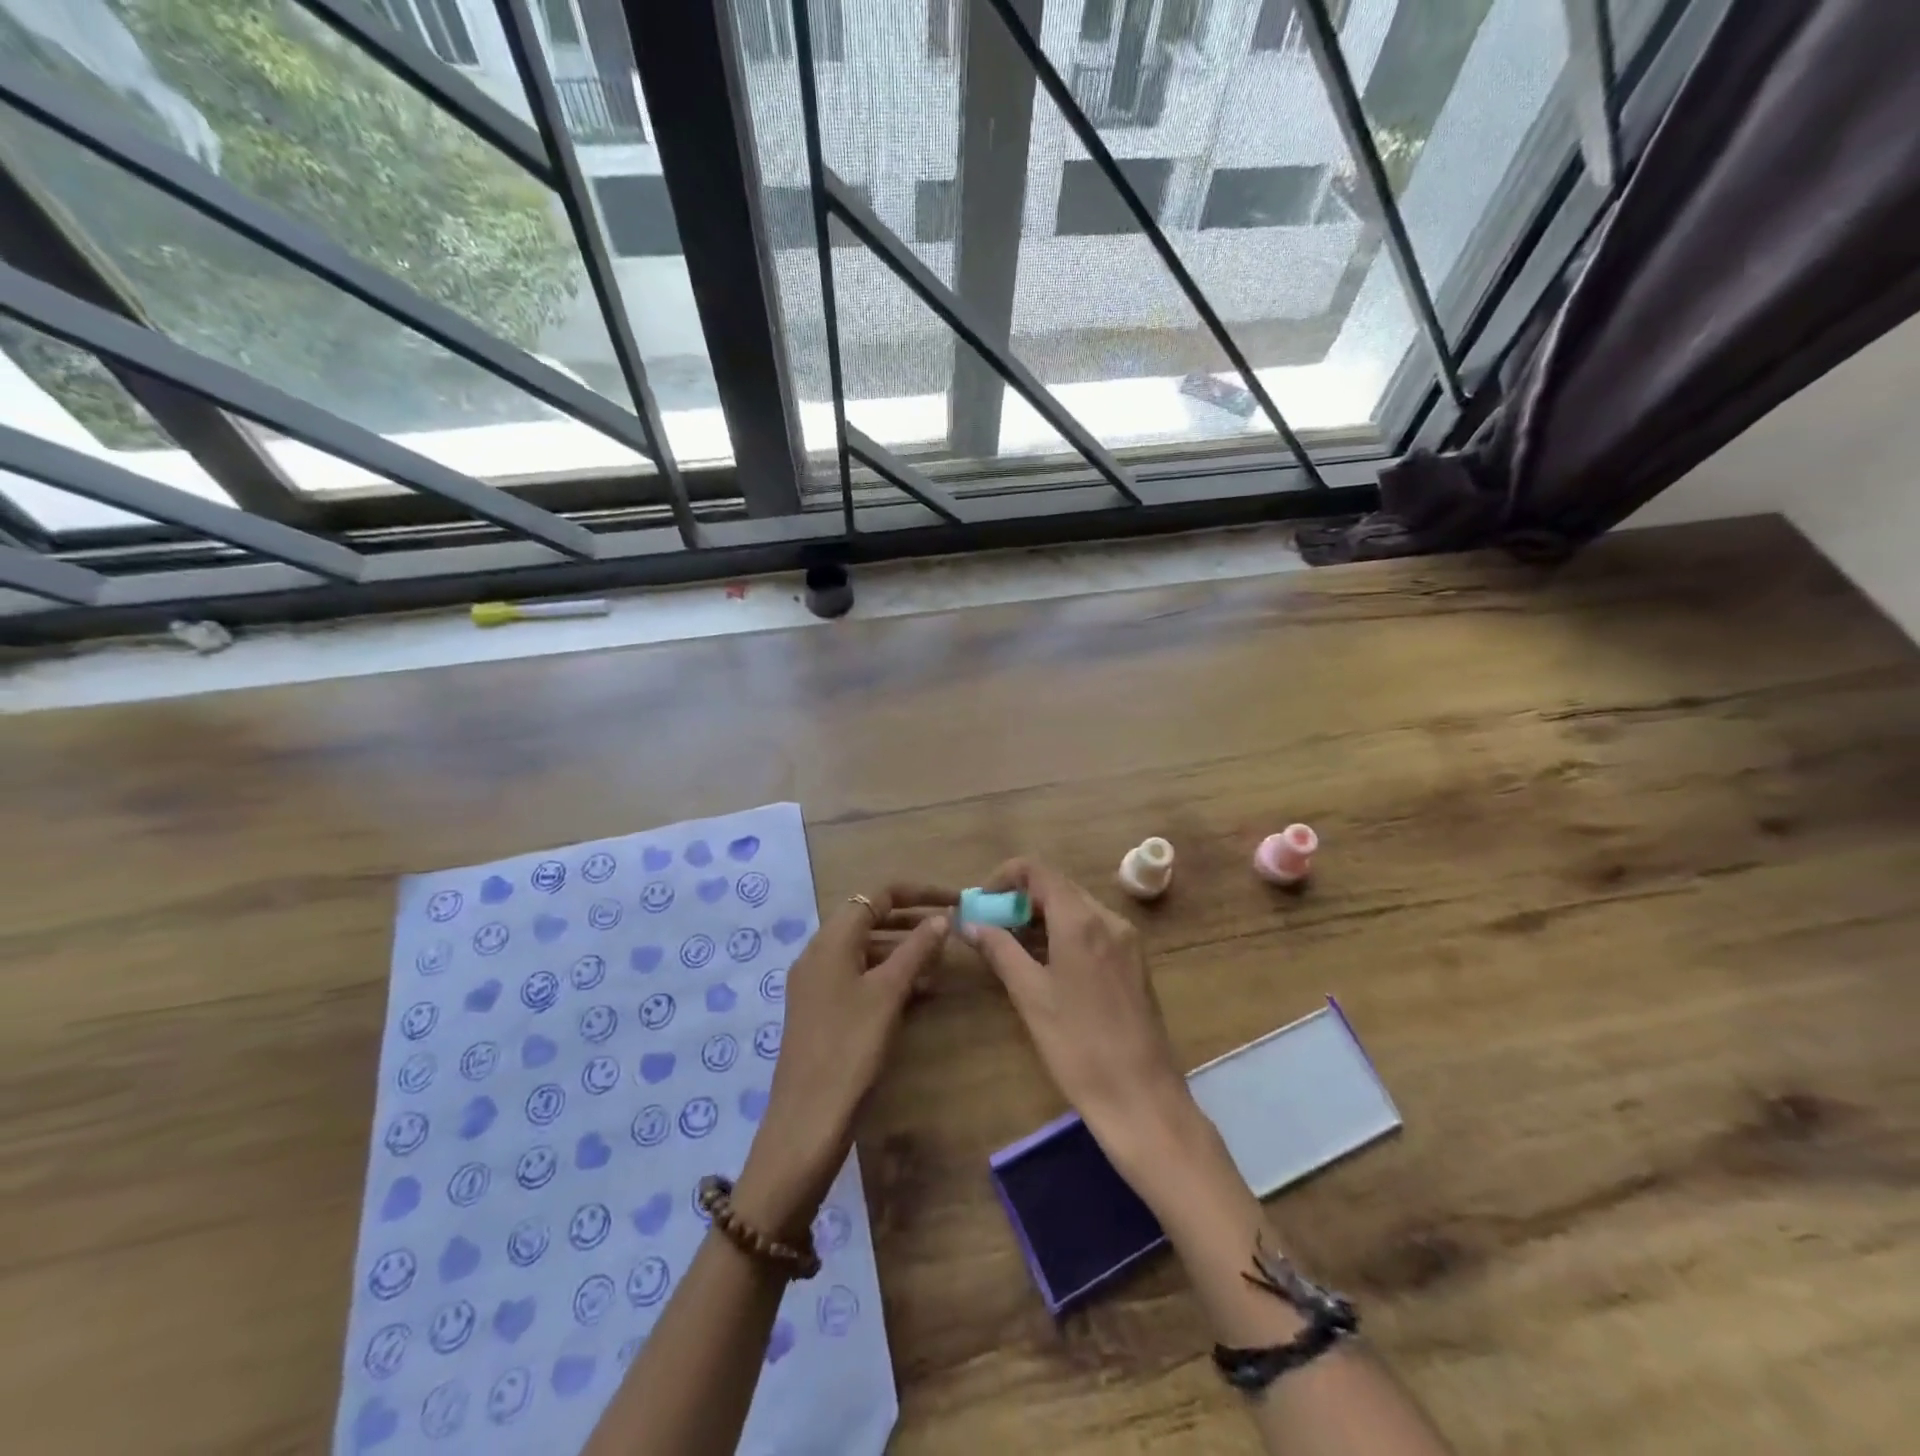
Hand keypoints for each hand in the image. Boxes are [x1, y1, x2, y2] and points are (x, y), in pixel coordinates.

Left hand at [733, 884, 952, 1237]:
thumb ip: (916, 949)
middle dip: (912, 920)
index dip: (918, 892)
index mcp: (831, 940)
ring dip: (903, 950)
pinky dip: (889, 975)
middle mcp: (820, 953)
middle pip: (870, 919)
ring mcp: (818, 983)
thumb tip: (941, 917)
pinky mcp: (822, 1010)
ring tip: (941, 963)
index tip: (954, 898)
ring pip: (867, 950)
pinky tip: (919, 992)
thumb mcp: (888, 993)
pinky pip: (860, 976)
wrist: (807, 1121)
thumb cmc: (850, 1048)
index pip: (877, 895)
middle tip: (952, 929)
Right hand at [962, 859, 1194, 1165]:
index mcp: (1082, 920)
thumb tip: (970, 923)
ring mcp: (1127, 940)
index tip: (982, 902)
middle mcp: (1109, 919)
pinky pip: (1093, 930)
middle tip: (990, 926)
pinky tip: (1045, 964)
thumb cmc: (1078, 1046)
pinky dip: (1064, 933)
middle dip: (1020, 899)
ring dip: (1041, 917)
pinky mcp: (1134, 963)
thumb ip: (1000, 950)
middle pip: (1058, 887)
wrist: (1142, 1098)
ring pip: (1076, 909)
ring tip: (1010, 946)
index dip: (1005, 877)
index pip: (1038, 871)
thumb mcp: (1030, 996)